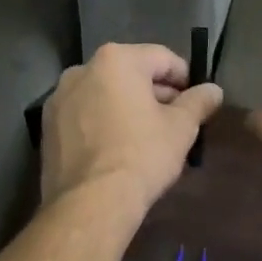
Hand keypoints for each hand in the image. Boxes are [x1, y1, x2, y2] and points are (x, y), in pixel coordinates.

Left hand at [40, 43, 223, 209]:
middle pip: (130, 74)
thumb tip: (214, 90)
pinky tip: (117, 149)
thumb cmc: (142, 155)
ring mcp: (59, 98)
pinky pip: (84, 116)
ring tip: (146, 137)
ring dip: (127, 108)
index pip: (162, 58)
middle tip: (175, 121)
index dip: (185, 78)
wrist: (90, 202)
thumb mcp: (181, 128)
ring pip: (104, 95)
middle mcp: (82, 70)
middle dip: (154, 93)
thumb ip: (199, 102)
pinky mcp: (48, 127)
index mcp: (116, 60)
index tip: (196, 101)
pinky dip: (102, 123)